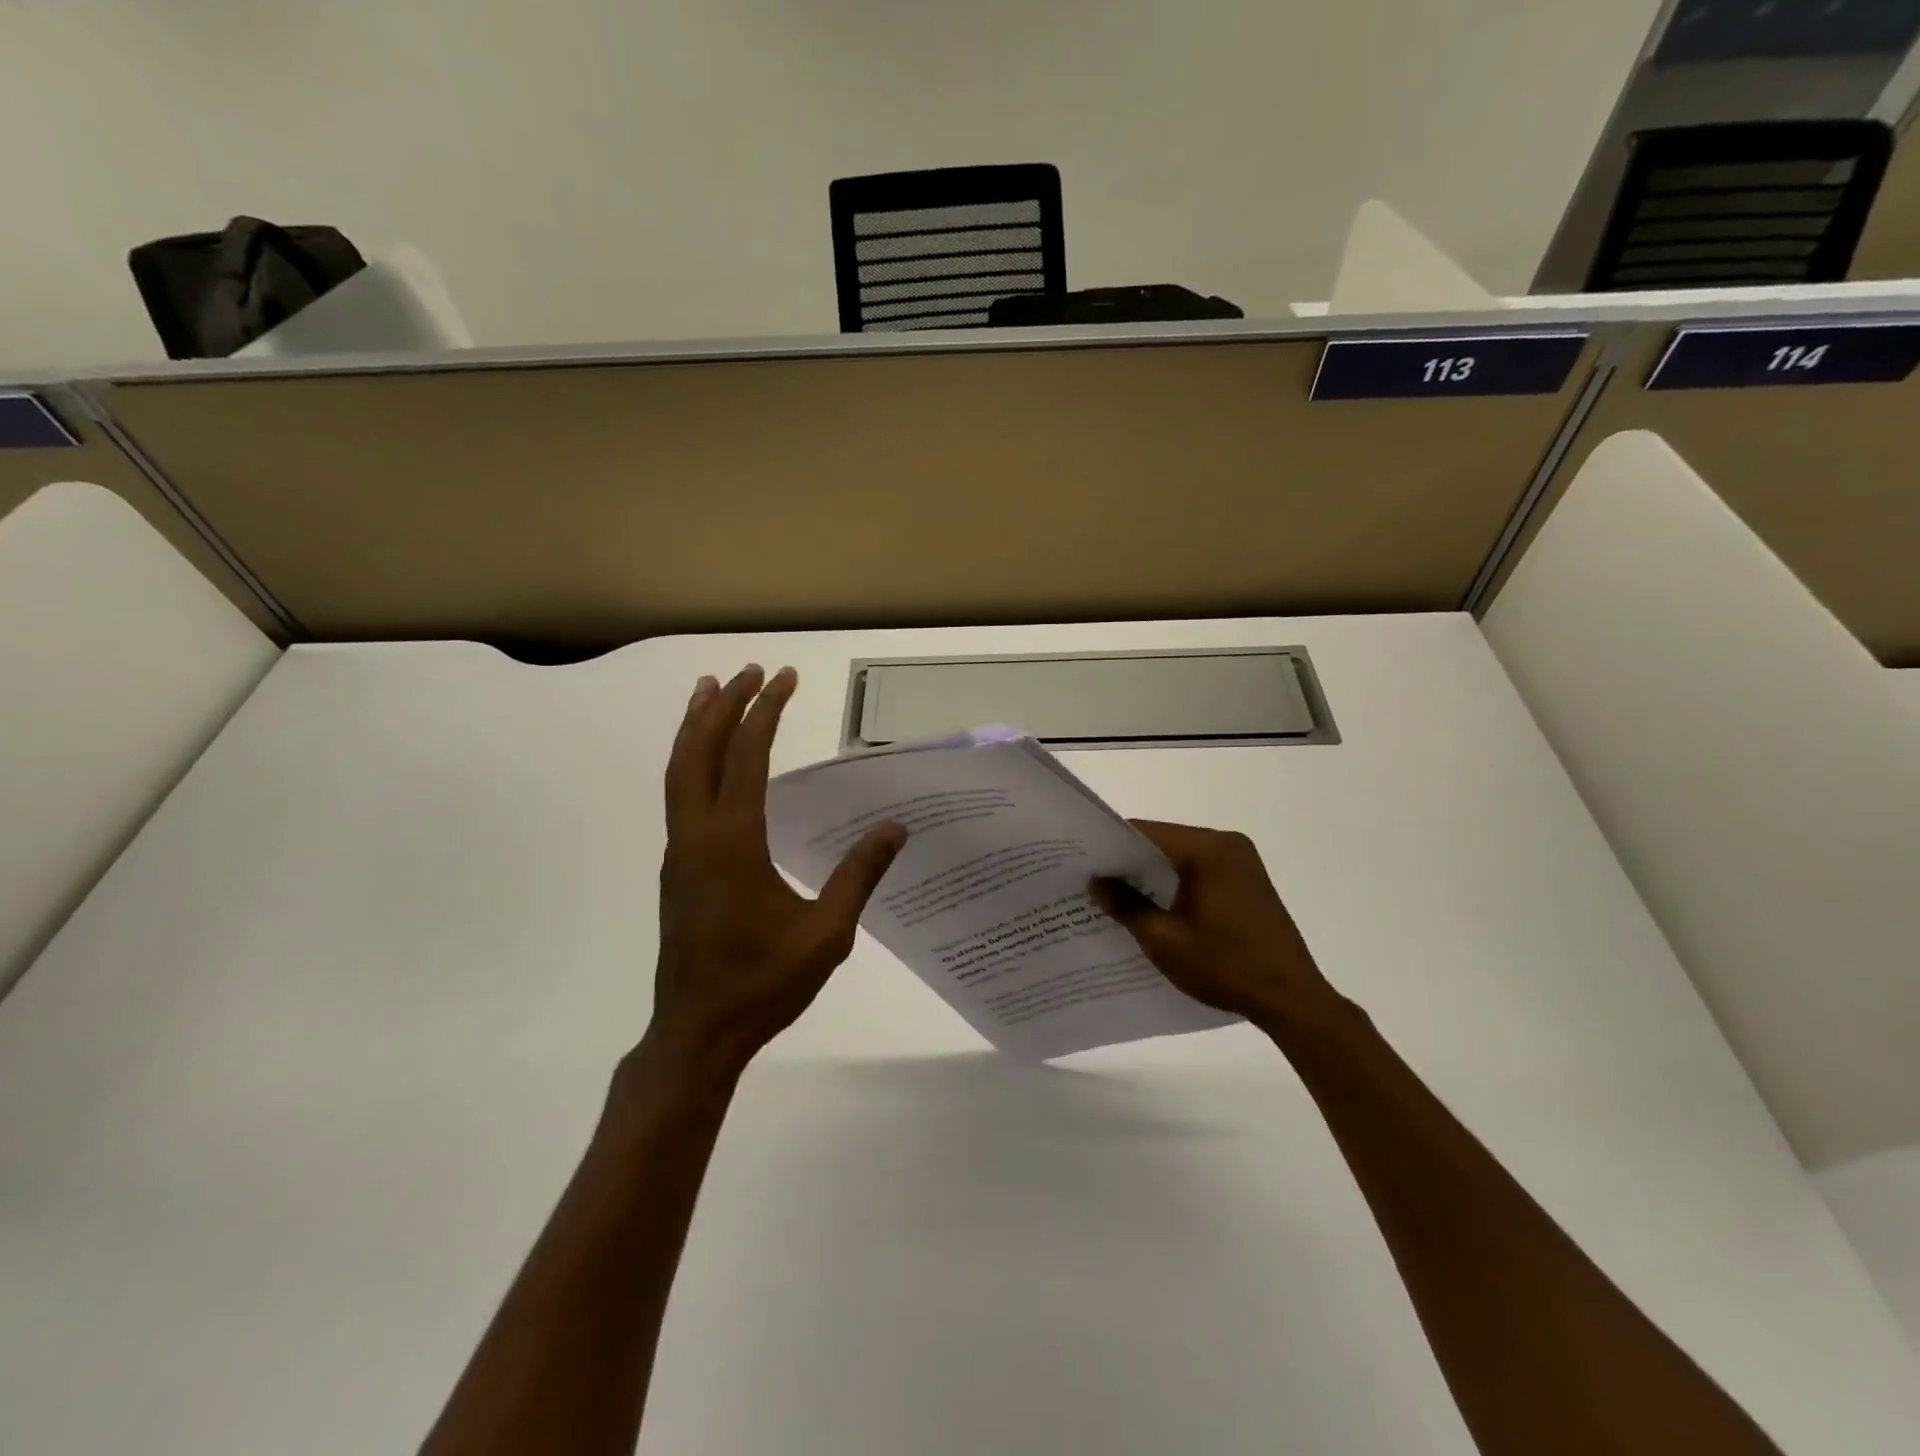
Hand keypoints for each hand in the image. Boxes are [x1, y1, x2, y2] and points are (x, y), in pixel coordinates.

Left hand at [649, 664, 906, 1071]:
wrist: (697, 1032)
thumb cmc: (763, 983)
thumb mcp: (827, 933)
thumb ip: (859, 875)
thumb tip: (896, 827)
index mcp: (732, 843)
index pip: (746, 758)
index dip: (764, 713)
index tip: (783, 678)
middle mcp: (698, 836)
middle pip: (700, 752)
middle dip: (724, 706)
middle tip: (749, 671)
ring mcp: (681, 851)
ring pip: (679, 772)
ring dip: (696, 727)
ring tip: (711, 691)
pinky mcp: (678, 868)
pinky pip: (680, 795)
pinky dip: (691, 760)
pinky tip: (709, 761)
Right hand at [1091, 821, 1343, 1030]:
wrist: (1291, 999)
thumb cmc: (1225, 966)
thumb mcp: (1164, 940)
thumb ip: (1126, 905)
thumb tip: (1095, 882)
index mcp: (1208, 850)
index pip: (1146, 832)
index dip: (1111, 845)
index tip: (1081, 861)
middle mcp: (1227, 844)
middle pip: (1164, 841)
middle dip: (1129, 860)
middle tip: (1091, 879)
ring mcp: (1241, 861)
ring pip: (1180, 856)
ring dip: (1151, 873)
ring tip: (1114, 893)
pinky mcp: (1247, 879)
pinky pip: (1199, 869)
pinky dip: (1174, 882)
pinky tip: (1152, 904)